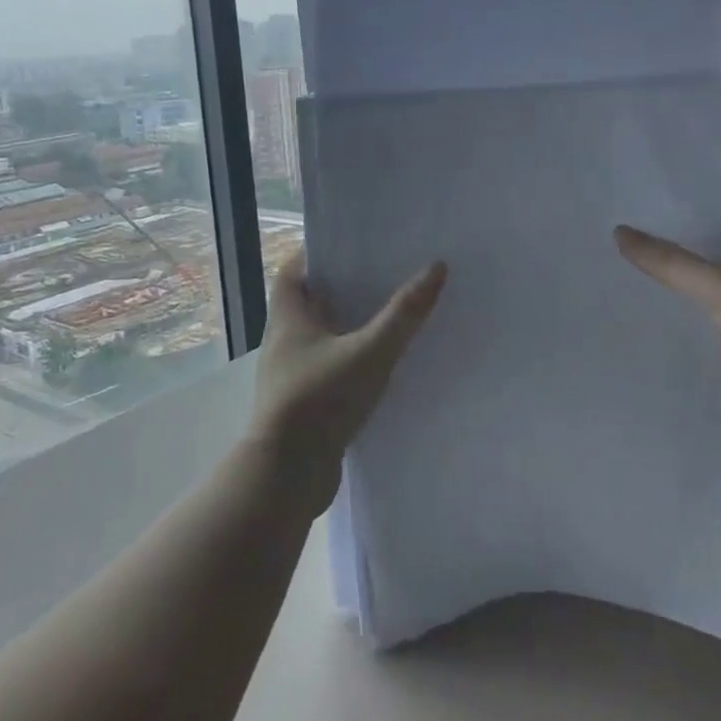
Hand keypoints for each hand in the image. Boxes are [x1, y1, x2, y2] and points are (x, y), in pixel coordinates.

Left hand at [253, 252, 447, 513]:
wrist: (287, 476)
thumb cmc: (321, 400)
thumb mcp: (370, 352)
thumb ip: (404, 313)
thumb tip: (437, 267)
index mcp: (288, 318)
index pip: (292, 270)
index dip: (316, 253)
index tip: (352, 245)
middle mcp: (284, 341)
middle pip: (309, 302)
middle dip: (342, 288)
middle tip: (382, 275)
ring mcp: (291, 374)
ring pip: (320, 337)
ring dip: (347, 326)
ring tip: (388, 315)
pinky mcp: (303, 403)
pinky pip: (328, 368)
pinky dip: (349, 360)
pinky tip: (380, 365)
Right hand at [615, 201, 720, 448]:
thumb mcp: (719, 285)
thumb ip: (670, 262)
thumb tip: (620, 232)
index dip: (711, 211)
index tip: (669, 213)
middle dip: (701, 253)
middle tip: (652, 249)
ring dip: (708, 295)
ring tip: (659, 288)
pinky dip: (717, 334)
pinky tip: (685, 334)